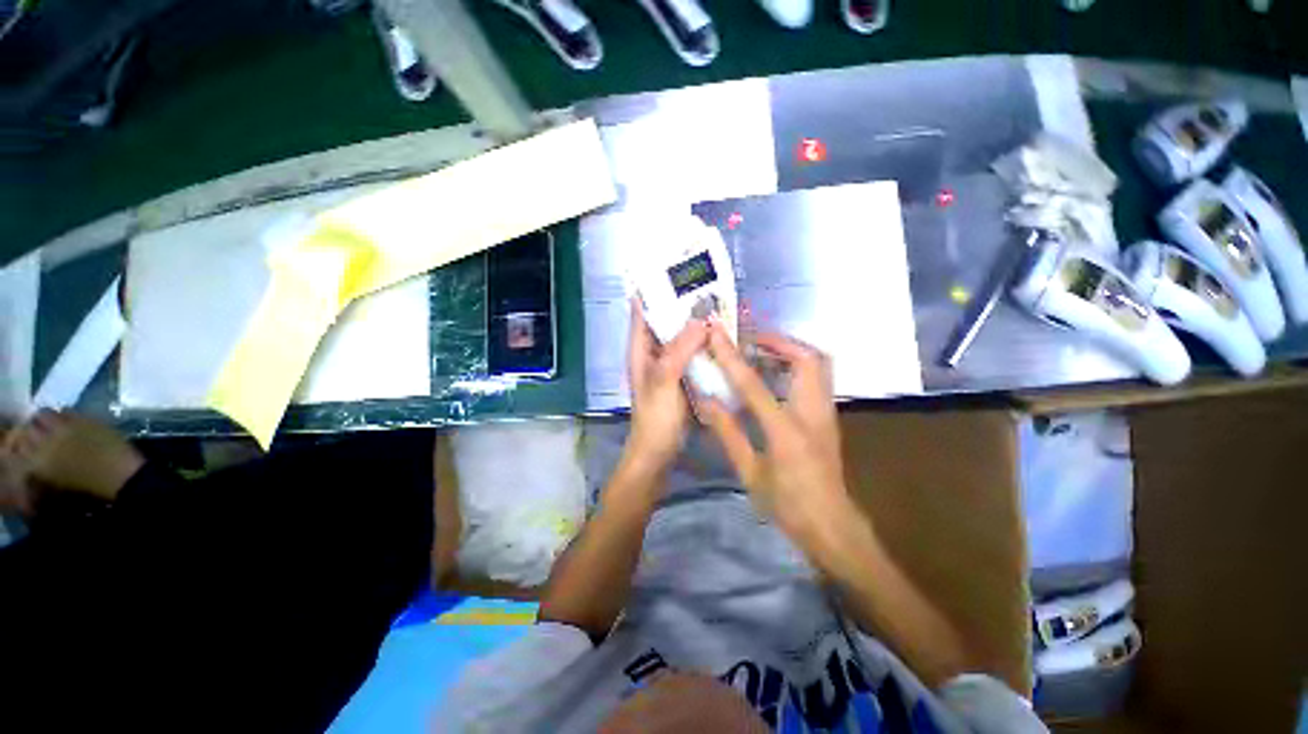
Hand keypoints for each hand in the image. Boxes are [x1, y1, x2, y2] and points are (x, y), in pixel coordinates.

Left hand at [625, 298, 708, 475]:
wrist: (658, 452)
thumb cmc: (656, 417)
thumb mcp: (664, 381)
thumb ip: (679, 350)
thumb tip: (701, 321)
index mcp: (640, 350)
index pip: (642, 311)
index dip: (653, 290)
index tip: (673, 271)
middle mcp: (652, 353)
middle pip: (664, 321)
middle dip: (682, 305)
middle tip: (707, 287)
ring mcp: (667, 365)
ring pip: (680, 337)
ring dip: (695, 324)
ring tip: (718, 306)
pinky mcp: (681, 377)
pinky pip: (692, 353)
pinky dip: (703, 344)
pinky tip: (720, 338)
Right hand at [700, 323, 848, 537]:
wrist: (832, 526)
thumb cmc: (787, 504)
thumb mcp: (749, 472)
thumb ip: (728, 432)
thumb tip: (706, 401)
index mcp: (785, 430)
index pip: (753, 382)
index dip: (731, 356)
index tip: (717, 333)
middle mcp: (812, 413)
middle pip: (806, 358)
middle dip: (777, 341)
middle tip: (750, 341)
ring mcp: (826, 413)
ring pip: (818, 364)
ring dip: (790, 351)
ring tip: (761, 352)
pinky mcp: (829, 416)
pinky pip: (817, 378)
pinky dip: (797, 366)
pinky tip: (775, 376)